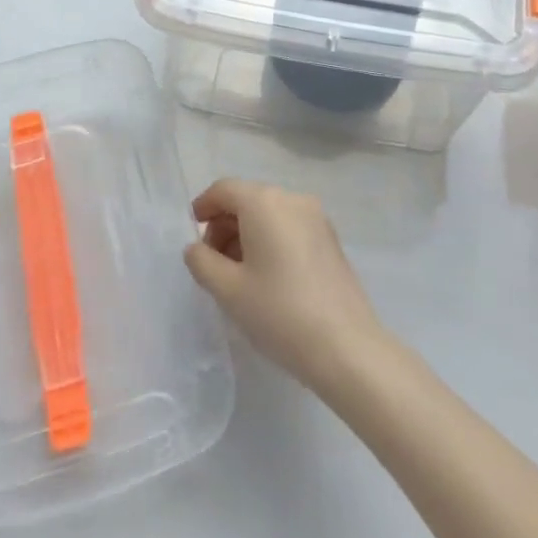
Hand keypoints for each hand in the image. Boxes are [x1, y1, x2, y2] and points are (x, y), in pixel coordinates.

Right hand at [183, 179, 387, 394]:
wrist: (346, 347)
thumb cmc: (279, 312)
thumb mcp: (228, 290)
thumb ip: (202, 261)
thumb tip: (196, 248)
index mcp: (264, 202)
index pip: (224, 190)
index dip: (202, 208)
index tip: (192, 237)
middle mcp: (292, 198)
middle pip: (247, 199)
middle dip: (224, 226)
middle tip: (212, 264)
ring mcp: (316, 217)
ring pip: (269, 214)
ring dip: (246, 235)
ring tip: (238, 276)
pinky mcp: (331, 239)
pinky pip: (289, 227)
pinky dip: (271, 241)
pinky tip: (267, 278)